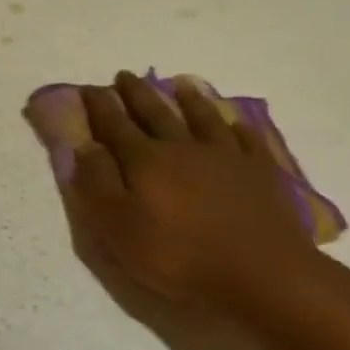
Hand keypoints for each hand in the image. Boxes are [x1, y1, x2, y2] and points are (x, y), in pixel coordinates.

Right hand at [27, 73, 319, 313]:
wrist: (263, 273)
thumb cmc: (179, 255)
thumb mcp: (118, 228)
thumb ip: (98, 184)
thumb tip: (86, 147)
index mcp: (145, 160)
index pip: (114, 125)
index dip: (99, 106)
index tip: (88, 88)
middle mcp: (182, 147)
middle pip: (155, 113)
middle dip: (136, 93)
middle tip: (125, 76)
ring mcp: (226, 156)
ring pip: (203, 118)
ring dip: (189, 99)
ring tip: (180, 85)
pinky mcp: (261, 172)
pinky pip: (247, 139)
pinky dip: (238, 127)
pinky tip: (237, 122)